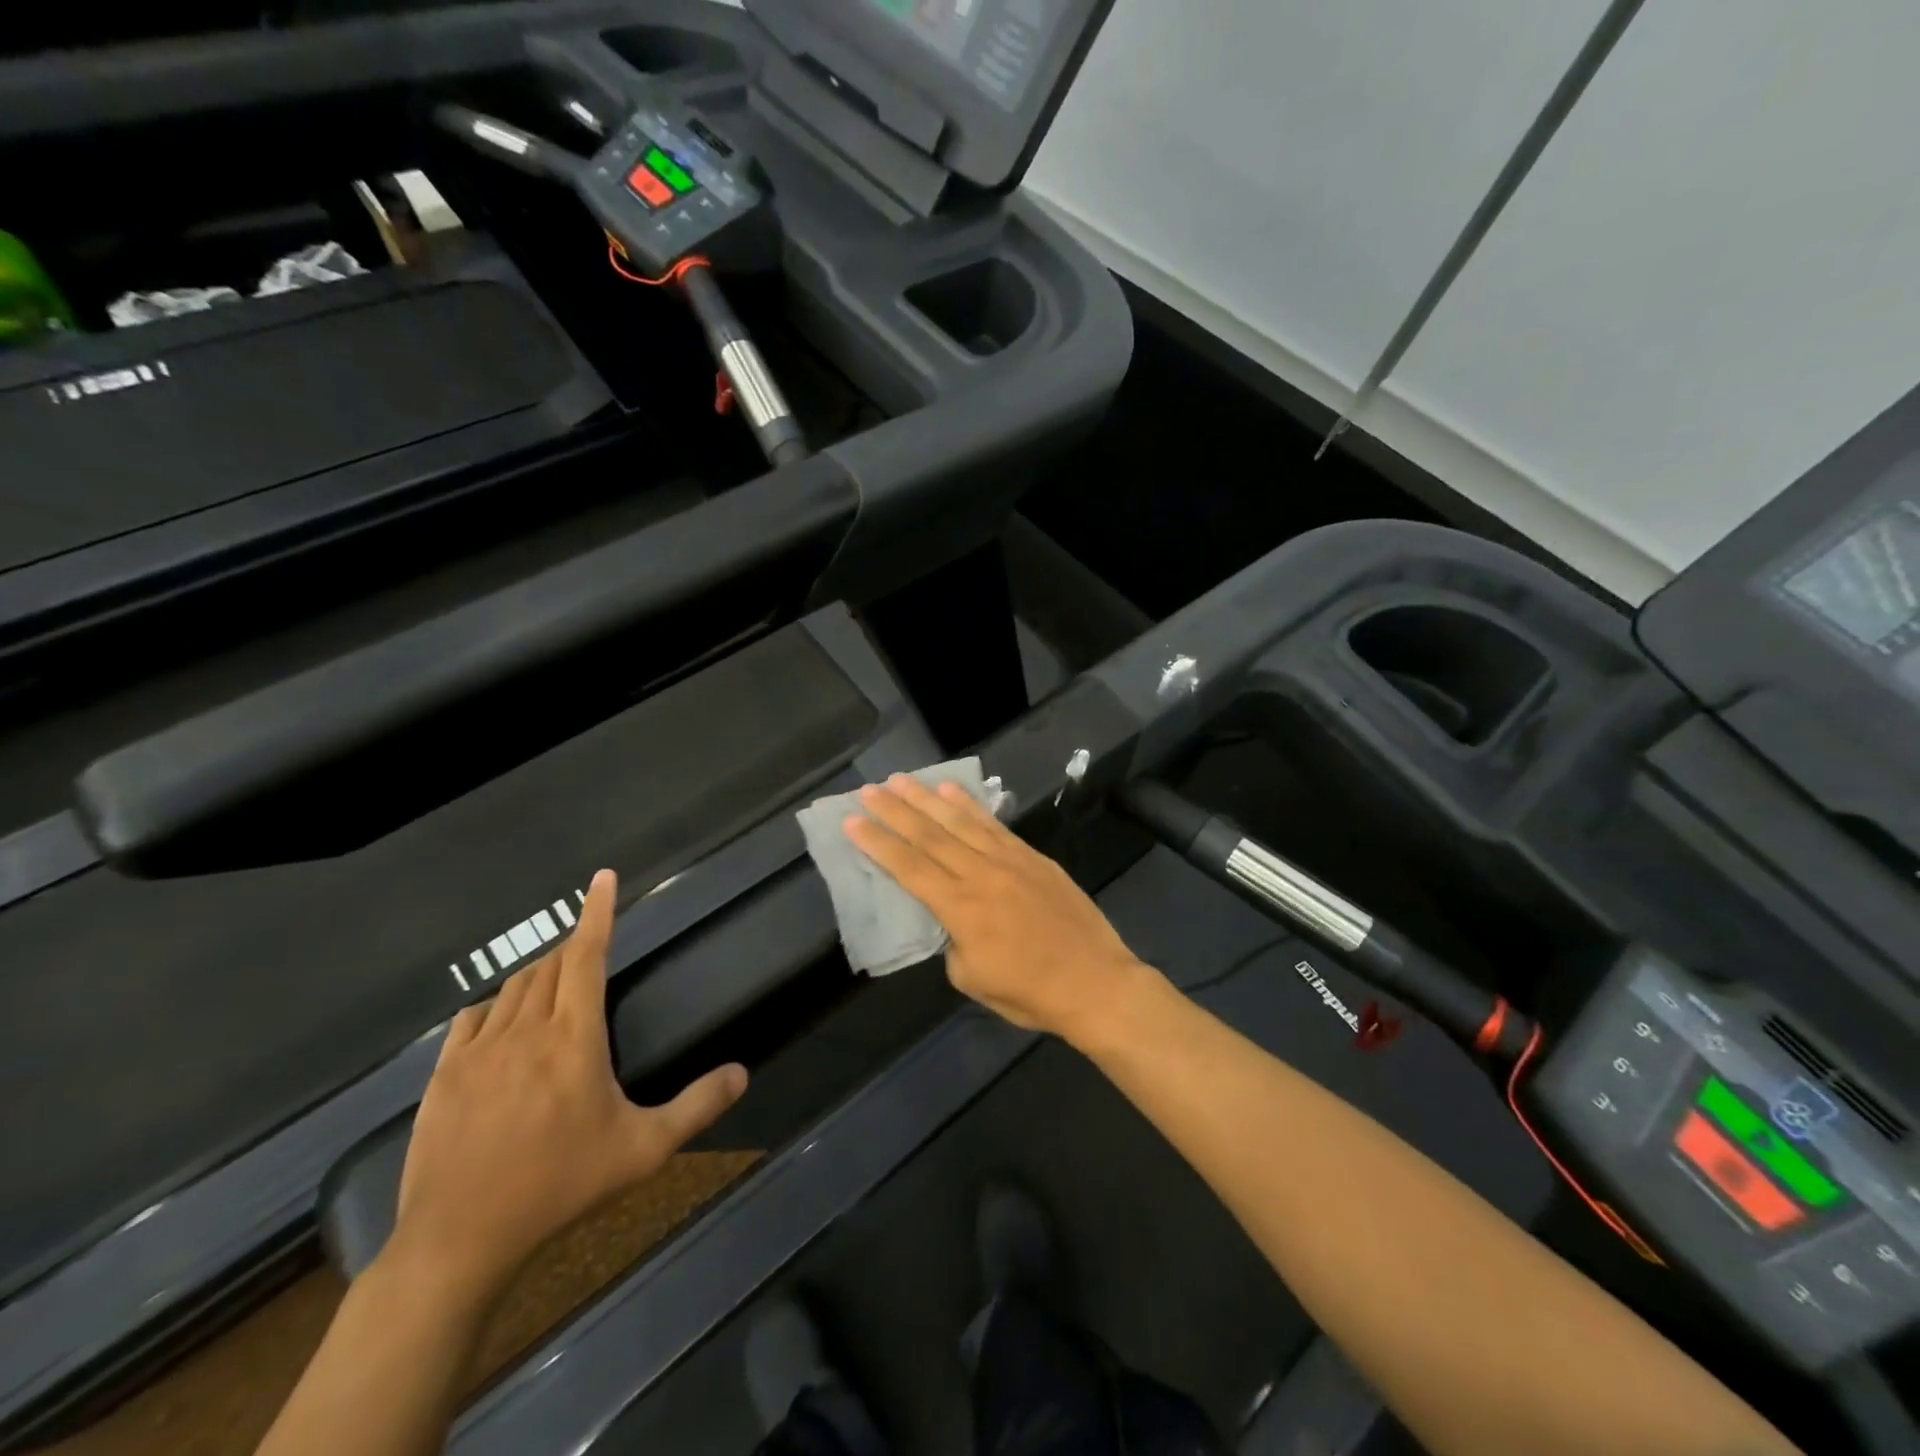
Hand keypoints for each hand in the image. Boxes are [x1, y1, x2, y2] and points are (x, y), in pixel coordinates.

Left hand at [389, 869, 747, 1298]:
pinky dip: (494, 1007)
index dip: (597, 913)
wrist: (459, 1241)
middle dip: (571, 948)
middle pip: (549, 966)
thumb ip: (697, 1106)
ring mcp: (478, 1051)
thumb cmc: (561, 1186)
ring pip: (512, 989)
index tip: (602, 877)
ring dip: (537, 976)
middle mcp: (525, 1030)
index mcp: (575, 1037)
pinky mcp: (444, 1077)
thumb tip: (742, 1073)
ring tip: (554, 987)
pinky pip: (471, 1019)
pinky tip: (500, 1022)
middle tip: (589, 952)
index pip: (587, 955)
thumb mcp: (643, 1149)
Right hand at [844, 776, 1153, 1042]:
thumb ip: (952, 942)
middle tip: (869, 790)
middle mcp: (981, 875)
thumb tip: (951, 919)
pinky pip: (994, 825)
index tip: (853, 821)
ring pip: (961, 822)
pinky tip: (951, 791)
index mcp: (961, 909)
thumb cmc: (1030, 992)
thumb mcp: (973, 980)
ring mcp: (1010, 861)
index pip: (909, 868)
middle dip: (895, 811)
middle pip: (930, 836)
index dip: (878, 843)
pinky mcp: (1033, 857)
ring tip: (902, 780)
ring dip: (927, 799)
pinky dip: (970, 806)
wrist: (1095, 982)